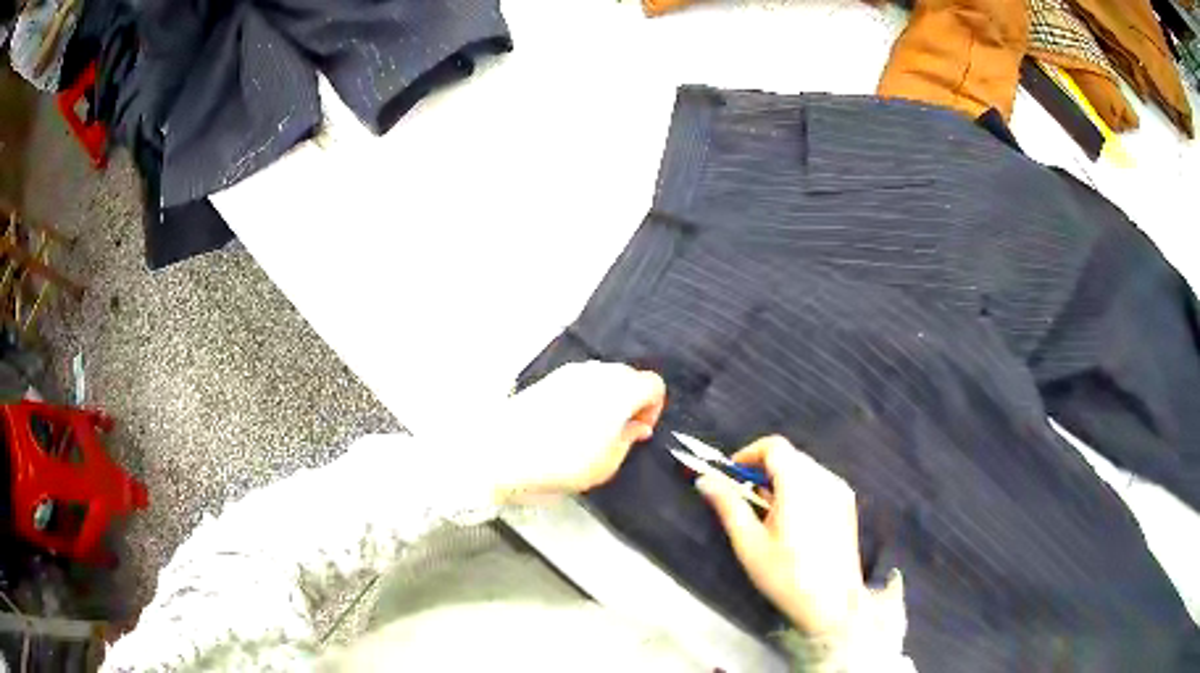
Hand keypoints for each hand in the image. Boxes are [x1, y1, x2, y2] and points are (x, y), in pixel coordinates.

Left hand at [490, 361, 665, 502]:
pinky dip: (585, 396)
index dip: (654, 408)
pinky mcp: (548, 378)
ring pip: (603, 377)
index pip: (654, 384)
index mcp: (620, 390)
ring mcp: (570, 372)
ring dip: (608, 398)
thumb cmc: (562, 462)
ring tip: (594, 430)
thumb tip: (636, 427)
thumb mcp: (606, 464)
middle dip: (632, 401)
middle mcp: (598, 373)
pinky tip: (570, 423)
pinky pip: (579, 381)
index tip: (640, 431)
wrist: (503, 451)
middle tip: (621, 431)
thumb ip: (628, 440)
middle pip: (629, 376)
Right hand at [697, 436, 866, 637]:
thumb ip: (729, 506)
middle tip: (745, 498)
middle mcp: (824, 480)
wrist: (832, 603)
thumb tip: (706, 480)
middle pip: (790, 456)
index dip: (749, 454)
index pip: (774, 447)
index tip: (732, 475)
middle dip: (763, 469)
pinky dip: (800, 489)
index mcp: (800, 485)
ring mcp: (839, 491)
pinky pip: (819, 482)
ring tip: (767, 514)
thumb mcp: (750, 544)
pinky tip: (792, 521)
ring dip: (781, 480)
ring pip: (805, 469)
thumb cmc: (787, 576)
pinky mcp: (847, 504)